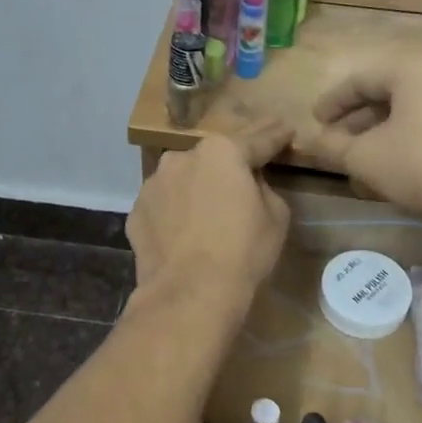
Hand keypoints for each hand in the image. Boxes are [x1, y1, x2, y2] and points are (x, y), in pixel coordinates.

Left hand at [128, 123, 291, 304]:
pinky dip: (175, 214)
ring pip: (182, 180)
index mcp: (222, 153)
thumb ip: (263, 188)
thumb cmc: (242, 252)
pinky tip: (183, 235)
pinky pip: (164, 207)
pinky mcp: (136, 212)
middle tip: (242, 181)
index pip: (257, 140)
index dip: (275, 136)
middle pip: (213, 158)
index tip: (285, 129)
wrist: (189, 294)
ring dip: (196, 189)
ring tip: (208, 216)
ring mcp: (153, 184)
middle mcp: (182, 158)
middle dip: (228, 167)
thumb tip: (249, 184)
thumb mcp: (277, 216)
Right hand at [294, 59, 421, 226]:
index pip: (361, 79)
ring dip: (379, 131)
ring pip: (409, 109)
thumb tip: (308, 141)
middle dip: (356, 119)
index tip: (315, 123)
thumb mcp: (364, 158)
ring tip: (359, 157)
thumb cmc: (420, 168)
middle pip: (387, 92)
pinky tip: (391, 164)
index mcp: (414, 69)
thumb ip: (331, 146)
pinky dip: (406, 136)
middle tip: (334, 141)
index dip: (332, 103)